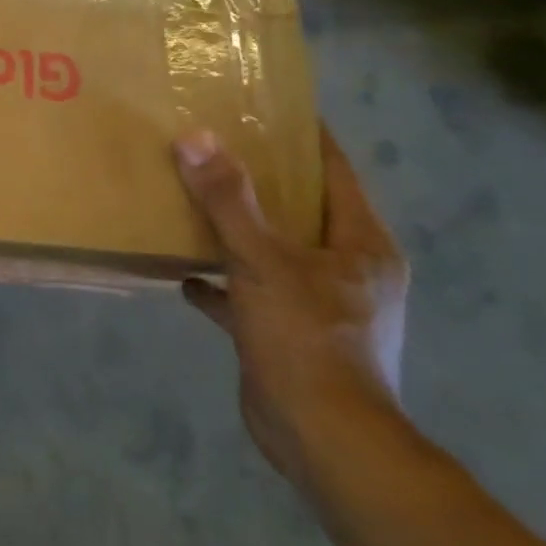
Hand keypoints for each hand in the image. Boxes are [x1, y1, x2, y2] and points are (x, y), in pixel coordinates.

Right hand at [173, 125, 409, 487]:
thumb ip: (228, 200)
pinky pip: (251, 295)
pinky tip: (186, 275)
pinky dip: (223, 284)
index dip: (304, 137)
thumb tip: (194, 138)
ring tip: (194, 202)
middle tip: (213, 148)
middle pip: (300, 210)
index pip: (335, 172)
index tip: (266, 107)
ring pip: (273, 252)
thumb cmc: (307, 338)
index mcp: (360, 244)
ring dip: (238, 232)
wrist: (323, 438)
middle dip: (260, 181)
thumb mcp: (262, 260)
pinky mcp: (288, 335)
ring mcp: (318, 305)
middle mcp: (347, 269)